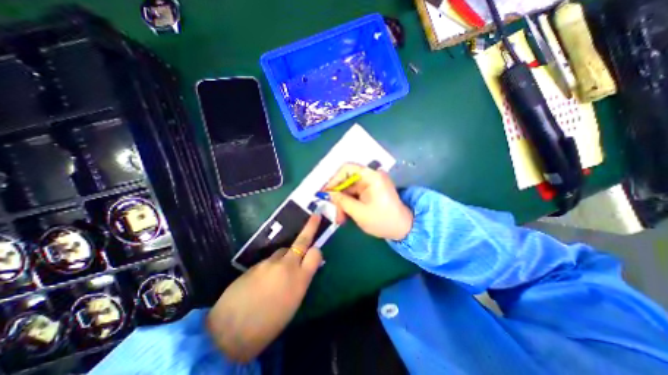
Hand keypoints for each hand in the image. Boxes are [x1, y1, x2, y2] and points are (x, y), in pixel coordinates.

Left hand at [209, 216, 324, 363]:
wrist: (231, 331)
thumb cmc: (269, 324)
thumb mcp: (293, 303)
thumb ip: (301, 281)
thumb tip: (304, 268)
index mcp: (300, 279)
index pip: (315, 254)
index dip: (316, 251)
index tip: (315, 253)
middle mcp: (287, 266)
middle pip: (301, 241)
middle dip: (310, 227)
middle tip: (315, 216)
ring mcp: (269, 262)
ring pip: (283, 250)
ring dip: (285, 256)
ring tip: (277, 273)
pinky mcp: (255, 263)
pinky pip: (268, 260)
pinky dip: (270, 265)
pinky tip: (262, 279)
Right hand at [321, 162, 408, 239]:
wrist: (403, 229)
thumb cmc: (383, 220)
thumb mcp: (359, 212)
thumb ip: (341, 201)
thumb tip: (326, 194)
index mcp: (371, 176)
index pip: (347, 168)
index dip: (334, 179)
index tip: (326, 192)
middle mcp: (371, 176)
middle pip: (346, 180)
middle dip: (337, 195)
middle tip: (332, 210)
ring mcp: (371, 184)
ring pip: (349, 189)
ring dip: (342, 202)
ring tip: (340, 219)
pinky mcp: (370, 191)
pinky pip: (354, 194)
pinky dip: (348, 203)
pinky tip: (345, 215)